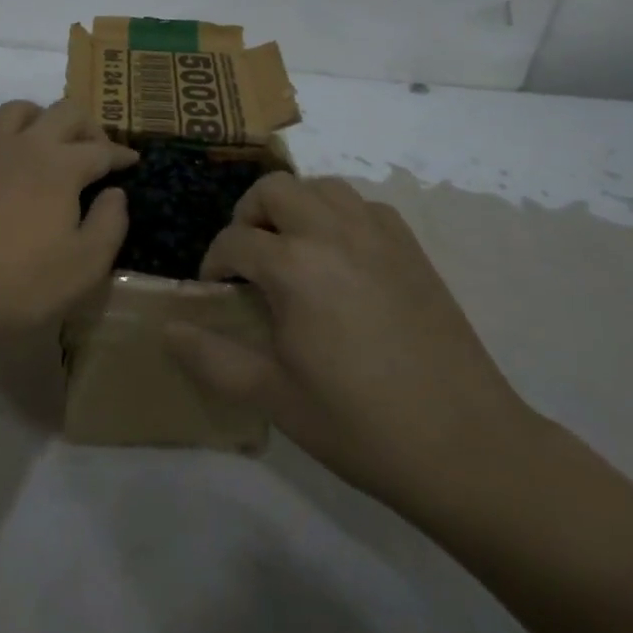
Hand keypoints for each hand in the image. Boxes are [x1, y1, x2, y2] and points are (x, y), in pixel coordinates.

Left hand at [0, 99, 136, 372]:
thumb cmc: (19, 284)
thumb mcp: (85, 266)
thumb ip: (110, 224)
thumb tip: (116, 193)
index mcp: (60, 166)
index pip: (100, 149)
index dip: (121, 154)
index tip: (133, 163)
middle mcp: (23, 147)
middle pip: (63, 112)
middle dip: (87, 125)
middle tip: (97, 150)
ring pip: (13, 111)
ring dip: (36, 117)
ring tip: (46, 140)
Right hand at [167, 173, 536, 518]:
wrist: (464, 445)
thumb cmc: (359, 425)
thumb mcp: (274, 398)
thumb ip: (212, 358)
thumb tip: (169, 330)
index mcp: (295, 267)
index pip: (235, 241)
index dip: (214, 263)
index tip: (214, 290)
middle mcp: (333, 233)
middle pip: (274, 190)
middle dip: (249, 216)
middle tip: (249, 259)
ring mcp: (378, 235)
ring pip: (322, 187)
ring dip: (295, 207)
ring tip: (293, 250)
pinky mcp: (411, 247)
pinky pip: (363, 206)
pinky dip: (340, 215)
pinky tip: (341, 258)